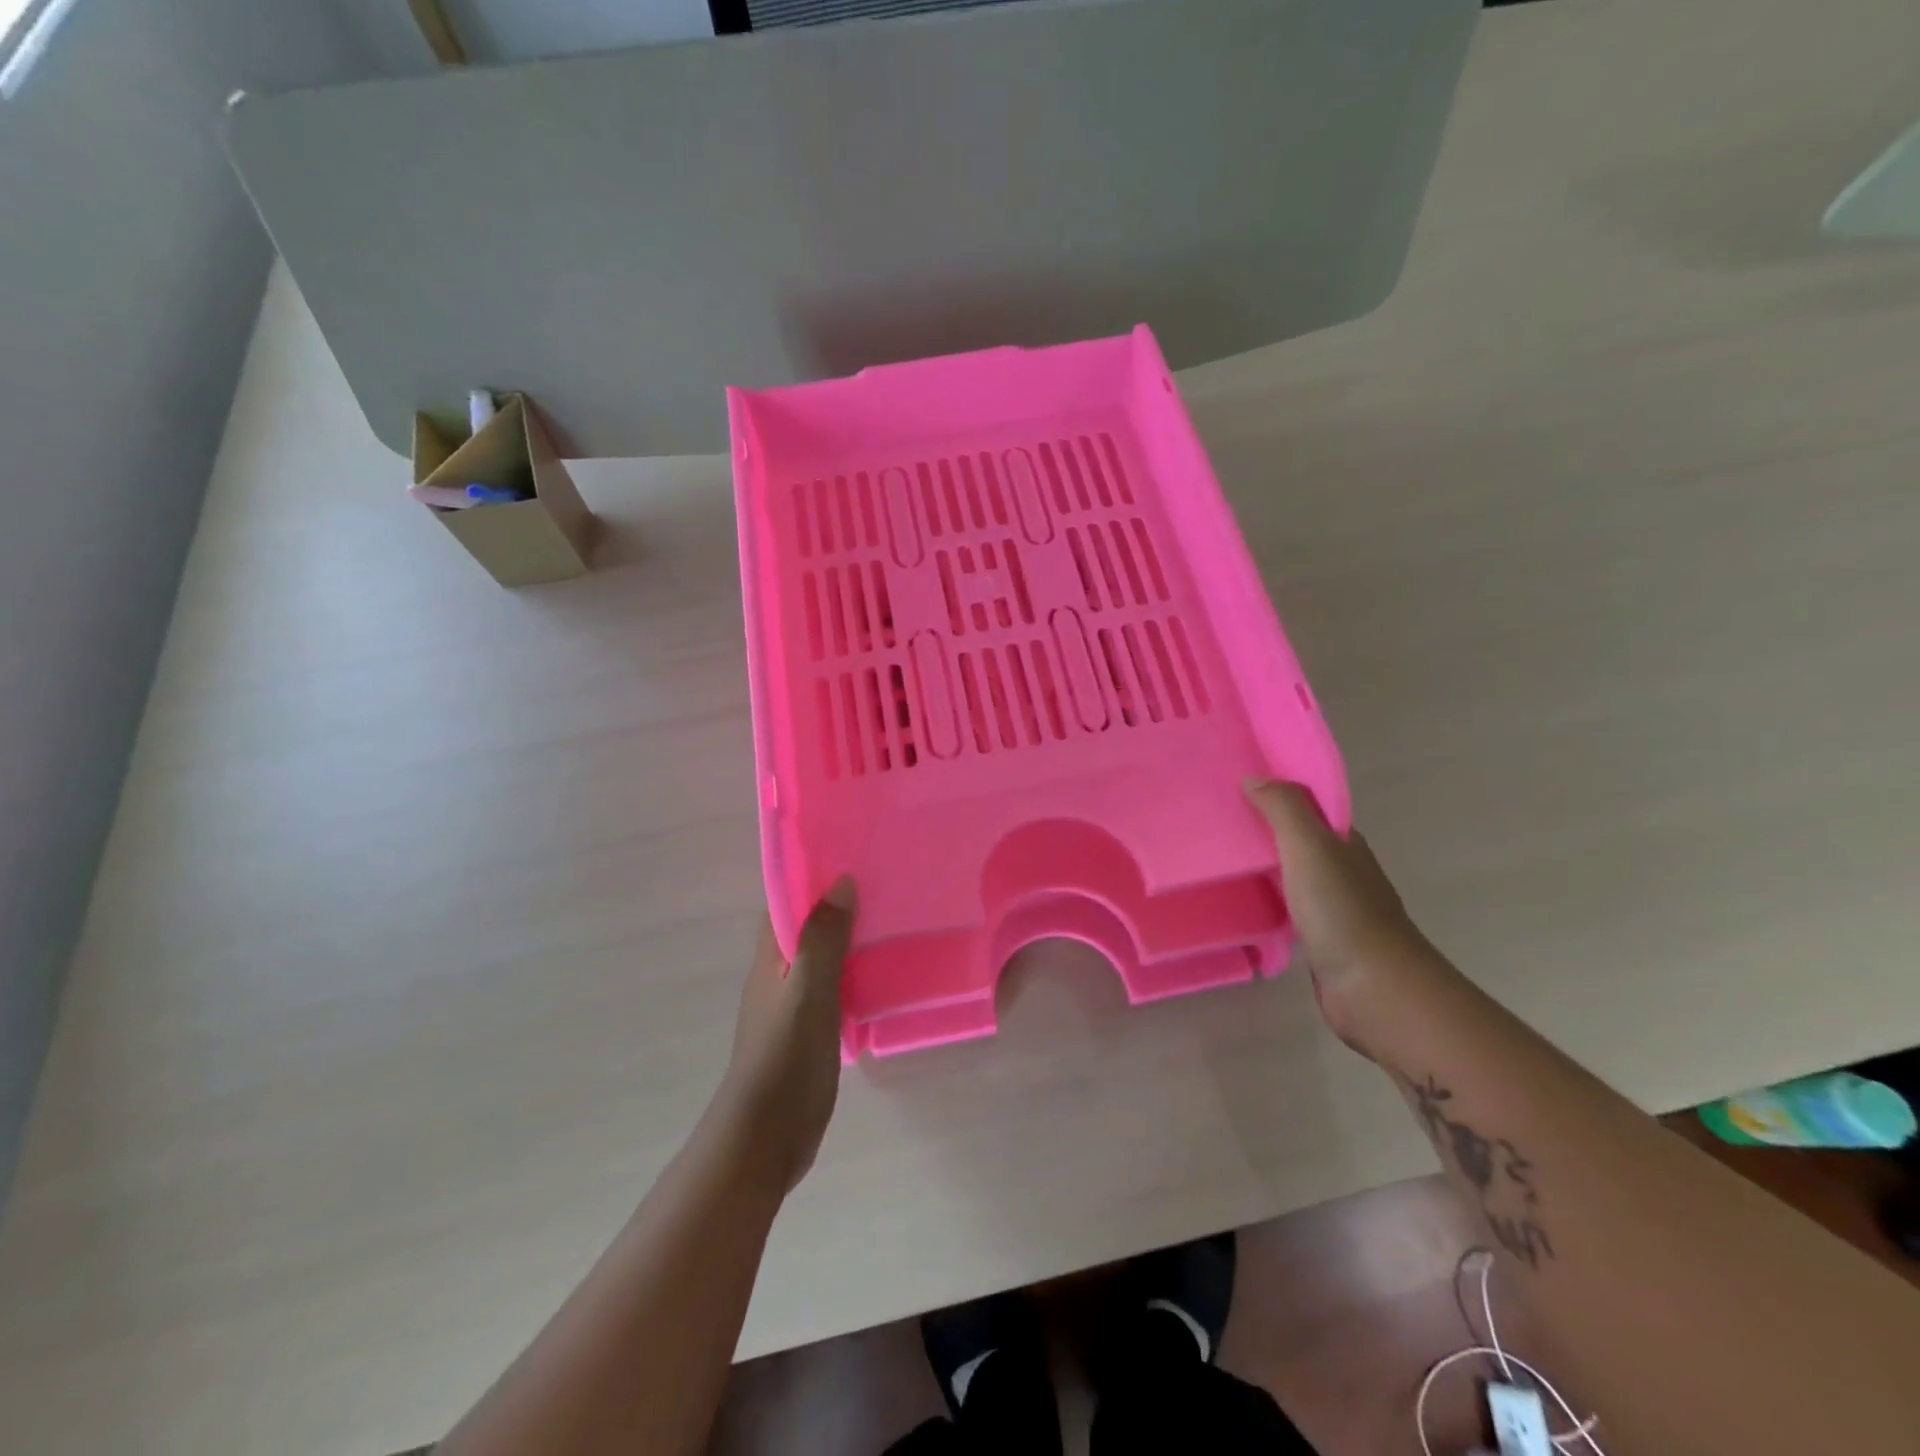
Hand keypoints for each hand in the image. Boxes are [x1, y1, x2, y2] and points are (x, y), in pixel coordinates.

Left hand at [717, 878, 856, 1192]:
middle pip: (808, 928)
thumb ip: (823, 940)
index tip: (851, 855)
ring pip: (825, 959)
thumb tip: (841, 881)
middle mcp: (779, 975)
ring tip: (895, 919)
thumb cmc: (784, 1059)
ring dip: (851, 940)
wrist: (766, 1140)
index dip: (812, 878)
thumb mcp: (808, 993)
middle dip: (839, 906)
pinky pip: (836, 989)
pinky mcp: (811, 1031)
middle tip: (886, 883)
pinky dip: (857, 974)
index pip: (786, 903)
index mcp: (771, 959)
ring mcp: (795, 1005)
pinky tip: (887, 973)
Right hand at [1243, 780, 1429, 1047]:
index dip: (1277, 795)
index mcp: (1345, 844)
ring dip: (1262, 866)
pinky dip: (1266, 900)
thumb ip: (1284, 809)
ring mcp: (1332, 907)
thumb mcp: (1310, 846)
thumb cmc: (1341, 909)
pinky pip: (1286, 908)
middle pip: (1298, 840)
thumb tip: (1254, 777)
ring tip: (1217, 857)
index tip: (1234, 787)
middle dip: (1263, 829)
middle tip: (1215, 820)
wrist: (1373, 988)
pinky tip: (1239, 901)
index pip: (1309, 808)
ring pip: (1291, 875)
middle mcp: (1342, 870)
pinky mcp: (1320, 940)